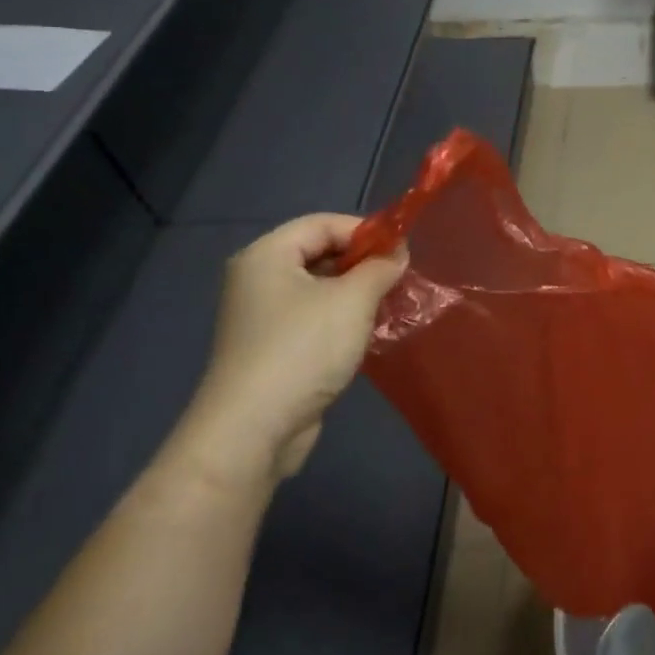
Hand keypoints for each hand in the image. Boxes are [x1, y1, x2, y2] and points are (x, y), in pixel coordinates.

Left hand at [169, 214, 407, 493]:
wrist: (252, 430)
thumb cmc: (303, 349)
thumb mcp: (353, 299)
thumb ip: (380, 267)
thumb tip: (397, 252)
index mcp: (267, 255)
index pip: (323, 223)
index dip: (365, 231)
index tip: (401, 250)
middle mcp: (257, 279)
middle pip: (319, 253)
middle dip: (362, 263)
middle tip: (398, 279)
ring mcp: (260, 316)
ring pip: (318, 289)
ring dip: (355, 294)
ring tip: (389, 307)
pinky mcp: (269, 348)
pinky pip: (311, 318)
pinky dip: (340, 320)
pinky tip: (366, 335)